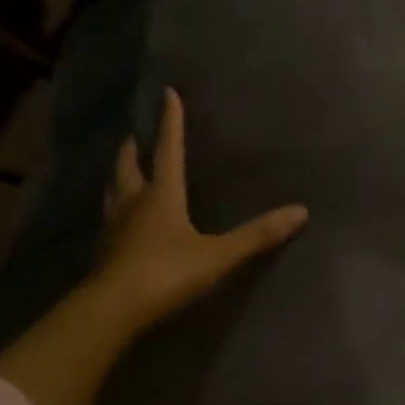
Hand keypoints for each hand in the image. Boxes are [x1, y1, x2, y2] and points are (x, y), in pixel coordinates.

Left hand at [96, 87, 308, 334]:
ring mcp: (113, 229)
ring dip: (118, 177)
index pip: (169, 149)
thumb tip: (301, 211)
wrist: (112, 311)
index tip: (168, 93)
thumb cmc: (166, 273)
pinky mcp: (104, 253)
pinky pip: (108, 221)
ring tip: (123, 172)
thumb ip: (257, 235)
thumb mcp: (218, 255)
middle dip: (133, 148)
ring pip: (112, 192)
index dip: (171, 122)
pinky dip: (114, 211)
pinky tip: (120, 222)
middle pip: (128, 166)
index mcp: (161, 195)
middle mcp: (133, 204)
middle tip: (135, 136)